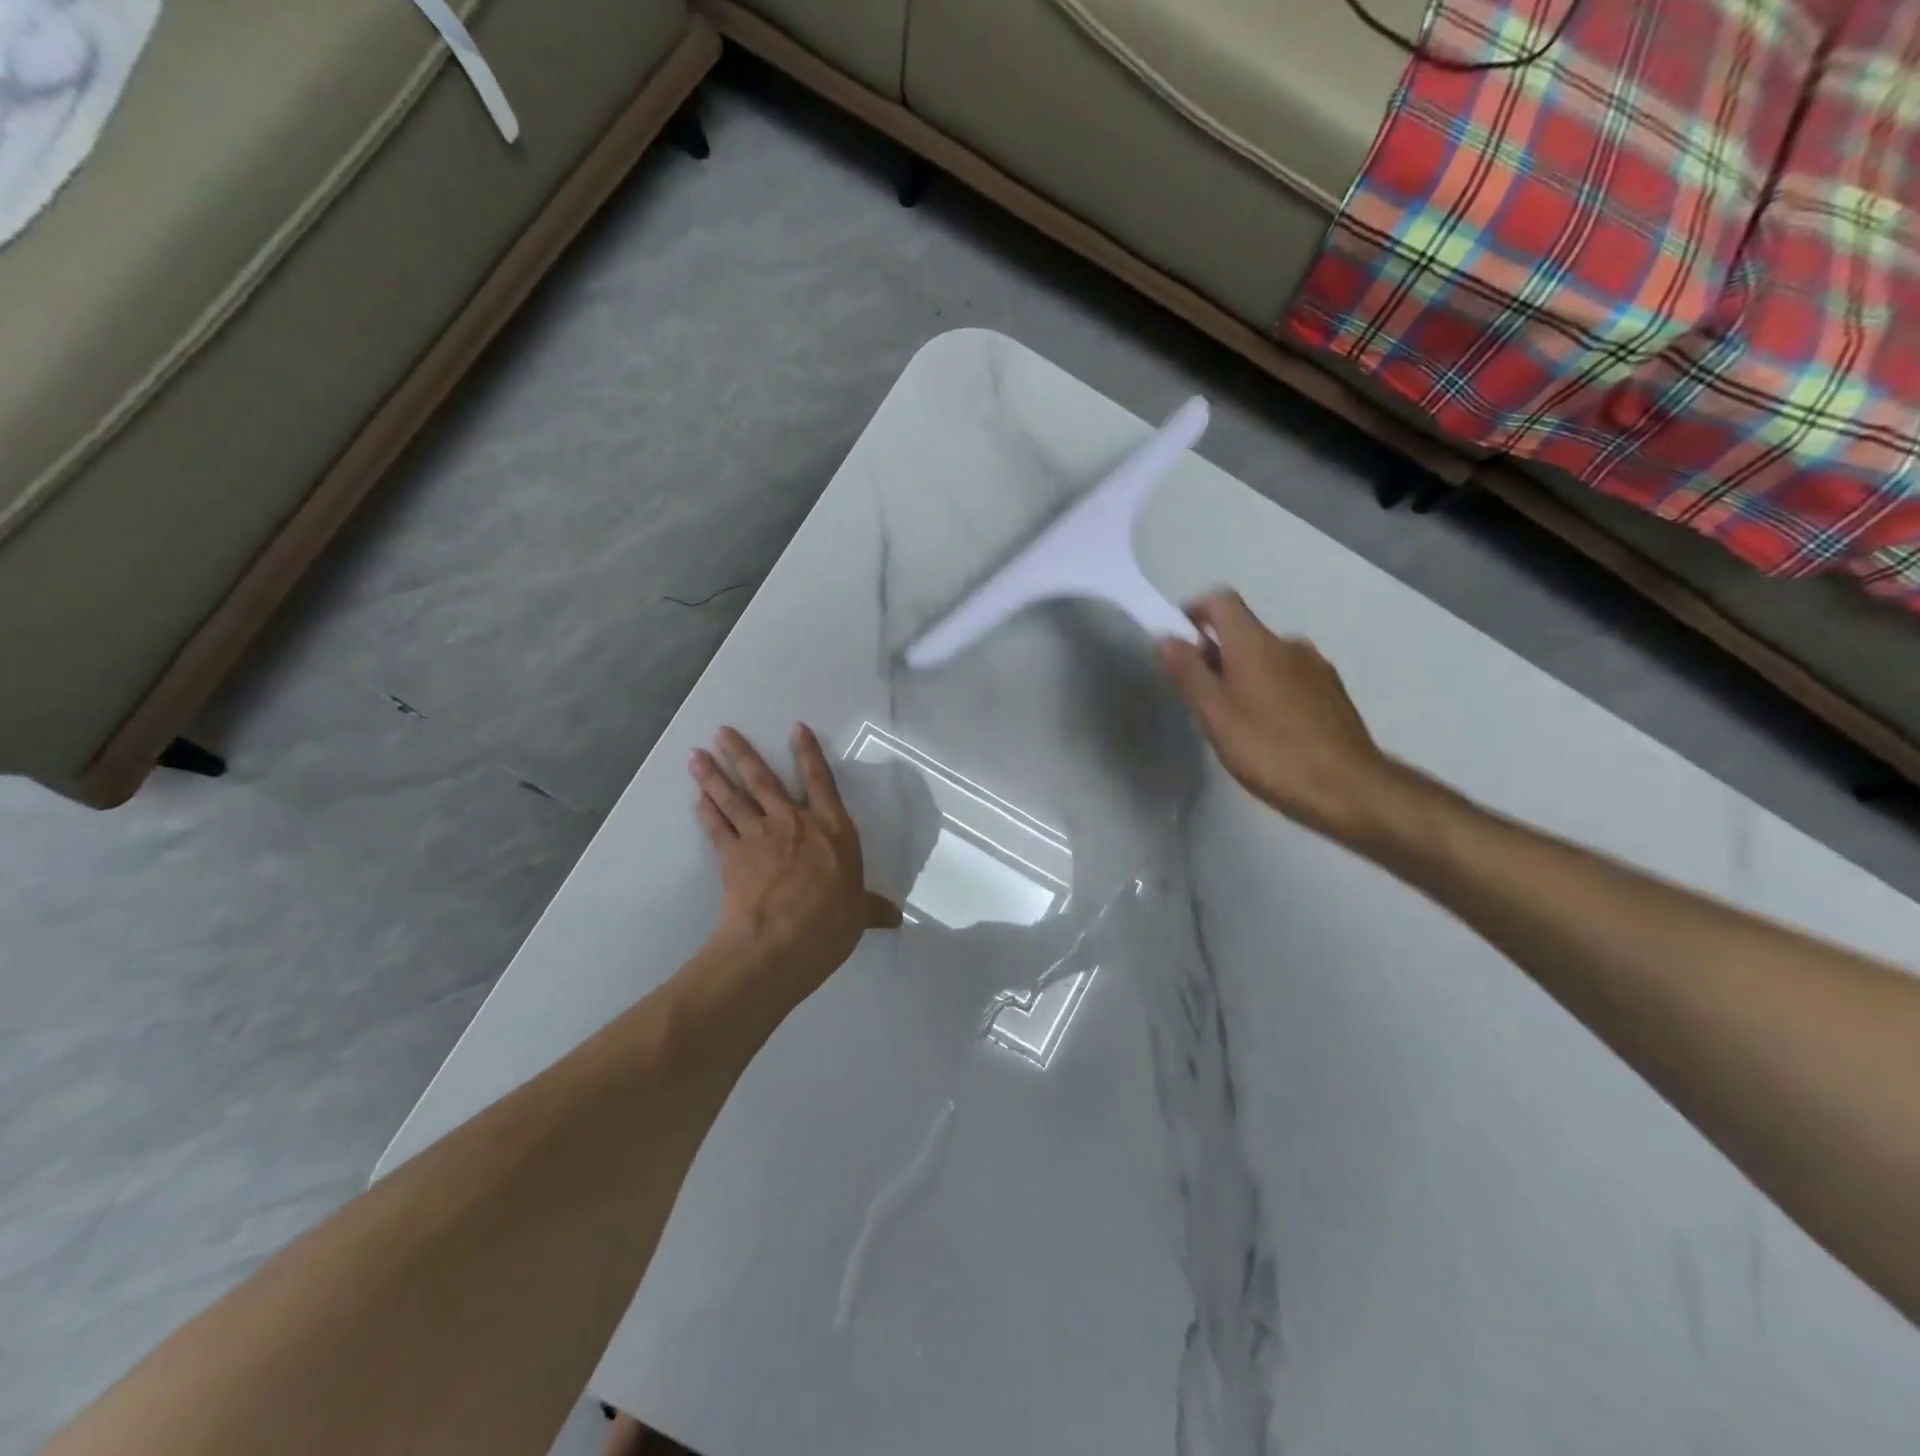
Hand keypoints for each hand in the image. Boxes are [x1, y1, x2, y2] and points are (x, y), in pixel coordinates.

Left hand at [690, 724, 900, 1000]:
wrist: (781, 941)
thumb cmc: (830, 922)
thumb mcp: (859, 914)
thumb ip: (872, 909)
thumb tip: (895, 917)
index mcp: (832, 829)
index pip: (821, 782)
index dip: (809, 753)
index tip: (796, 728)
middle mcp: (794, 822)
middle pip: (765, 780)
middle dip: (742, 754)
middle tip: (722, 732)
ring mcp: (760, 835)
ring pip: (734, 798)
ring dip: (714, 775)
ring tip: (696, 755)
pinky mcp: (732, 855)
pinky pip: (717, 827)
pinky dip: (706, 812)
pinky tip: (697, 799)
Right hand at [1156, 591, 1398, 844]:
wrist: (1350, 789)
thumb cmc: (1271, 751)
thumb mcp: (1216, 716)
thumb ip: (1188, 674)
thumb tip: (1165, 637)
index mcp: (1256, 644)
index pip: (1221, 601)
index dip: (1194, 612)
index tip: (1178, 643)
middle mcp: (1289, 645)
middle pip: (1243, 633)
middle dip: (1215, 656)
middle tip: (1200, 699)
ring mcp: (1316, 668)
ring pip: (1266, 659)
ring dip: (1243, 677)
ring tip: (1233, 723)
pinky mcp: (1333, 694)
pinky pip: (1289, 679)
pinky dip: (1269, 693)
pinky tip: (1268, 733)